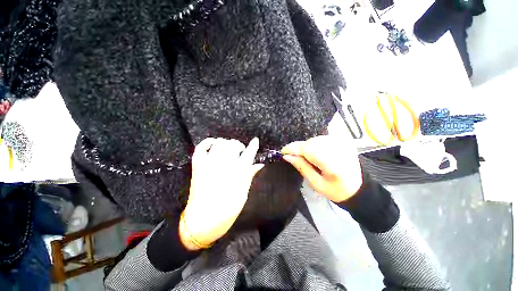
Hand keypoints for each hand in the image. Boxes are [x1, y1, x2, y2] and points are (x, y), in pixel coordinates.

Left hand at [180, 137, 263, 249]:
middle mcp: (224, 164)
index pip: (249, 153)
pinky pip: (201, 148)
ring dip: (226, 143)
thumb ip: (250, 175)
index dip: (253, 146)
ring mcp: (209, 164)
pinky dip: (208, 142)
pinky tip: (214, 142)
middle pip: (233, 145)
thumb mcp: (243, 193)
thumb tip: (259, 164)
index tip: (256, 140)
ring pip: (220, 144)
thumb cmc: (227, 210)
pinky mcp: (198, 166)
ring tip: (229, 147)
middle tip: (240, 150)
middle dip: (239, 145)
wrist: (202, 222)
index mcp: (238, 172)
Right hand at [281, 135, 361, 202]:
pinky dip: (314, 144)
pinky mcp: (343, 141)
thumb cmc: (336, 190)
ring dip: (306, 146)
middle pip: (311, 142)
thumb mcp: (316, 183)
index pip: (308, 149)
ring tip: (304, 156)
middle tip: (293, 156)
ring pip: (315, 139)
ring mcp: (343, 143)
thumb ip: (302, 167)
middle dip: (299, 148)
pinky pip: (322, 139)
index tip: (283, 152)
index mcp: (333, 164)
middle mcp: (339, 150)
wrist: (358, 188)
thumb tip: (287, 156)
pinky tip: (314, 153)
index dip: (293, 148)